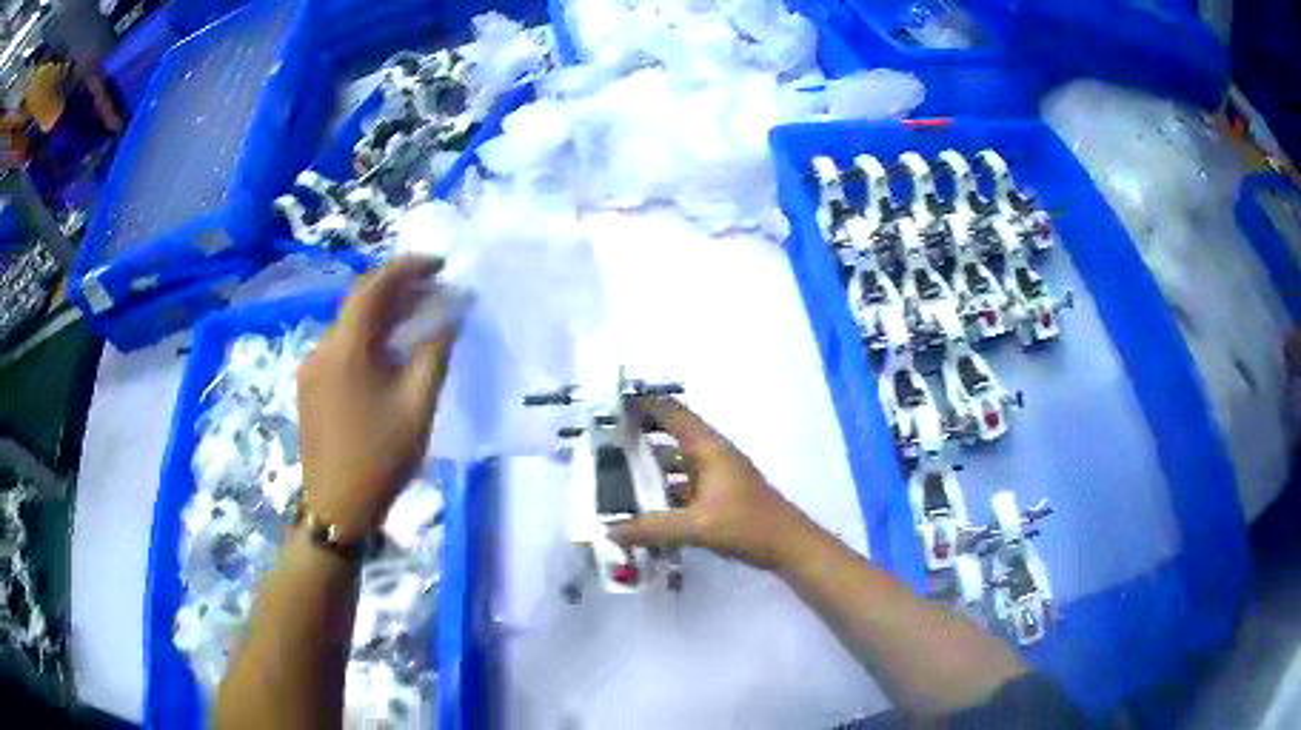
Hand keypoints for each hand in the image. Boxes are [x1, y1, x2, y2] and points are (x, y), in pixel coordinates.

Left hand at [297, 258, 456, 540]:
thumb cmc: (380, 458)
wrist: (337, 507)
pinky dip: (367, 337)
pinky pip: (341, 346)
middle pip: (359, 303)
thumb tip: (450, 315)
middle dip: (398, 290)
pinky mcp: (310, 386)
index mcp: (345, 348)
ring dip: (382, 314)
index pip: (374, 287)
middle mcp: (321, 348)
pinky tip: (388, 351)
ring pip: (349, 325)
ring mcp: (311, 367)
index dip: (407, 268)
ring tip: (418, 316)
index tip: (440, 265)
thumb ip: (434, 353)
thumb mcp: (417, 406)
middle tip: (435, 290)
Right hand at [611, 398, 817, 570]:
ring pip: (676, 462)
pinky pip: (683, 484)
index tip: (609, 407)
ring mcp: (716, 476)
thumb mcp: (697, 526)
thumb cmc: (748, 525)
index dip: (642, 405)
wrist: (790, 546)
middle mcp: (711, 455)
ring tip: (615, 473)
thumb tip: (609, 530)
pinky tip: (642, 505)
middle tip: (603, 442)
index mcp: (709, 447)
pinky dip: (663, 489)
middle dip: (639, 435)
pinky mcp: (719, 496)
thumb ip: (652, 529)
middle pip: (670, 435)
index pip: (671, 413)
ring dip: (650, 466)